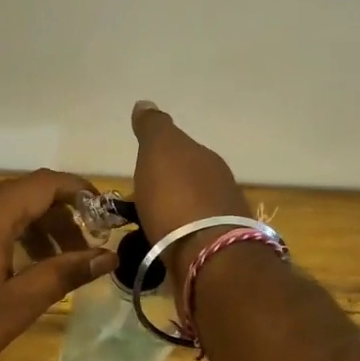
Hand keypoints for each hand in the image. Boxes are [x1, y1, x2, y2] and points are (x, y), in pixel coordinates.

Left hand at [0, 170, 118, 360]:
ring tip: (56, 265)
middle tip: (85, 250)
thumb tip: (106, 256)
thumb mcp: (16, 304)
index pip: (46, 183)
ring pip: (4, 210)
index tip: (107, 214)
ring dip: (36, 229)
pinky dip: (10, 237)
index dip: (81, 193)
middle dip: (61, 217)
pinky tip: (17, 271)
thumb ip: (62, 275)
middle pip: (26, 195)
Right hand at [130, 101, 250, 277]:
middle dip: (165, 189)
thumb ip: (153, 128)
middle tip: (138, 202)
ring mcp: (221, 221)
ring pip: (189, 212)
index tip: (139, 172)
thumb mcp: (160, 151)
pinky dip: (176, 239)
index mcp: (205, 159)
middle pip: (186, 182)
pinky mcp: (216, 253)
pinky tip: (163, 247)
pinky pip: (189, 238)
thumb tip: (145, 103)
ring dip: (171, 216)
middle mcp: (219, 187)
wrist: (208, 257)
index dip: (158, 159)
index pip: (181, 151)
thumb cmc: (177, 198)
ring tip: (145, 228)